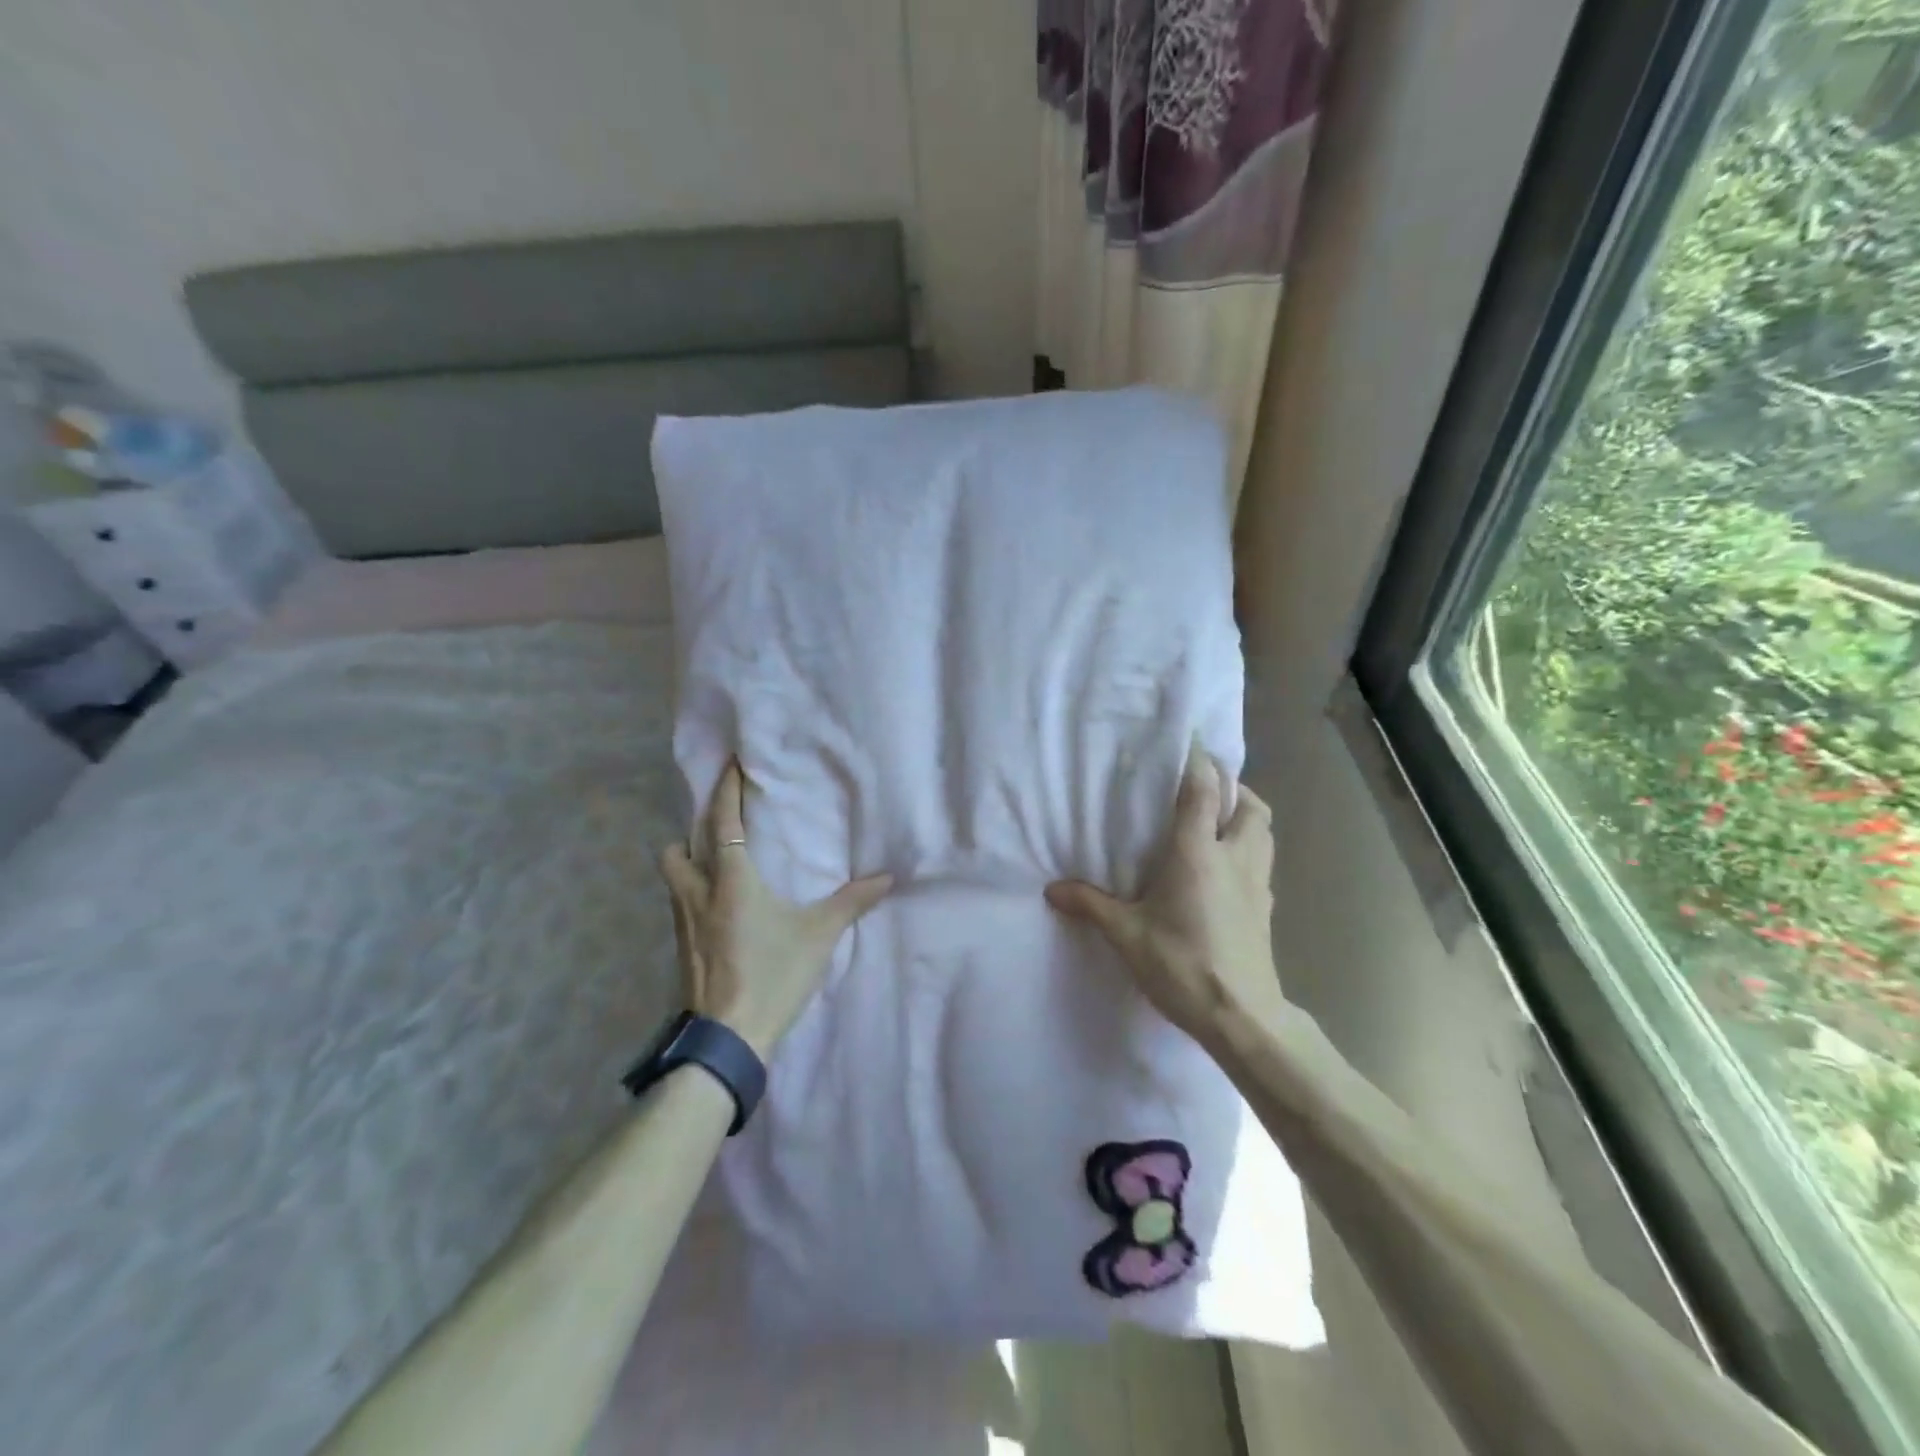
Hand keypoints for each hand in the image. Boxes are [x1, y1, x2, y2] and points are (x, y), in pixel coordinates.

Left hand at [660, 760, 892, 1060]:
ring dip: (688, 861)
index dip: (726, 789)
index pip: (723, 822)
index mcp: (730, 882)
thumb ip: (851, 903)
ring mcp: (683, 925)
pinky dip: (694, 892)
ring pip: (673, 877)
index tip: (731, 764)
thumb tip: (886, 877)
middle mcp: (698, 895)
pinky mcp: (681, 950)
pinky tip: (719, 907)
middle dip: (693, 830)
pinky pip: (680, 904)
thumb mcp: (818, 936)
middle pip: (678, 848)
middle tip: (720, 825)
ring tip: (718, 863)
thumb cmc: (772, 976)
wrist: (727, 1039)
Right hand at [1046, 741, 1280, 1048]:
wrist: (1243, 1017)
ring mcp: (1258, 881)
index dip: (1197, 757)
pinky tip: (1226, 867)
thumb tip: (1052, 889)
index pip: (1203, 789)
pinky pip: (1263, 858)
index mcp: (1198, 852)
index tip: (1188, 734)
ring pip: (1263, 828)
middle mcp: (1234, 856)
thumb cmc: (1182, 965)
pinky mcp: (1267, 906)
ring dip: (1245, 812)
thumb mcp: (1127, 935)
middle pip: (1247, 801)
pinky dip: (1249, 846)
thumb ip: (1091, 905)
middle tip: (1201, 785)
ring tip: (1216, 818)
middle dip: (1229, 784)